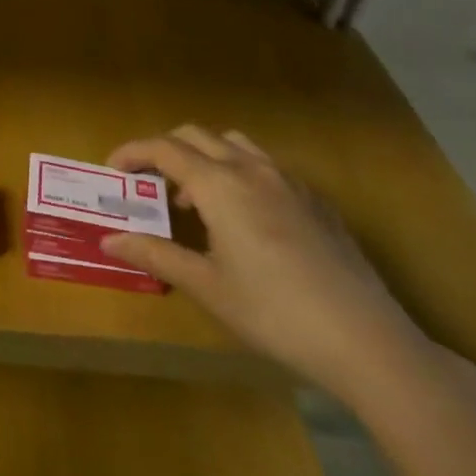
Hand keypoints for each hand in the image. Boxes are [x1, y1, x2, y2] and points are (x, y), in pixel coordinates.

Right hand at [100, 126, 436, 407]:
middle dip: (164, 151)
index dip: (132, 153)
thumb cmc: (274, 312)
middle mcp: (252, 169)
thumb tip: (110, 240)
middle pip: (196, 136)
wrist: (365, 339)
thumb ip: (156, 254)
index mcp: (220, 185)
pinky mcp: (316, 200)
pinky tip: (245, 220)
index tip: (112, 171)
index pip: (164, 148)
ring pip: (234, 144)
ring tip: (196, 201)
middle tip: (149, 185)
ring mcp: (289, 181)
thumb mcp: (207, 286)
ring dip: (204, 158)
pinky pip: (265, 166)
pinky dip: (238, 173)